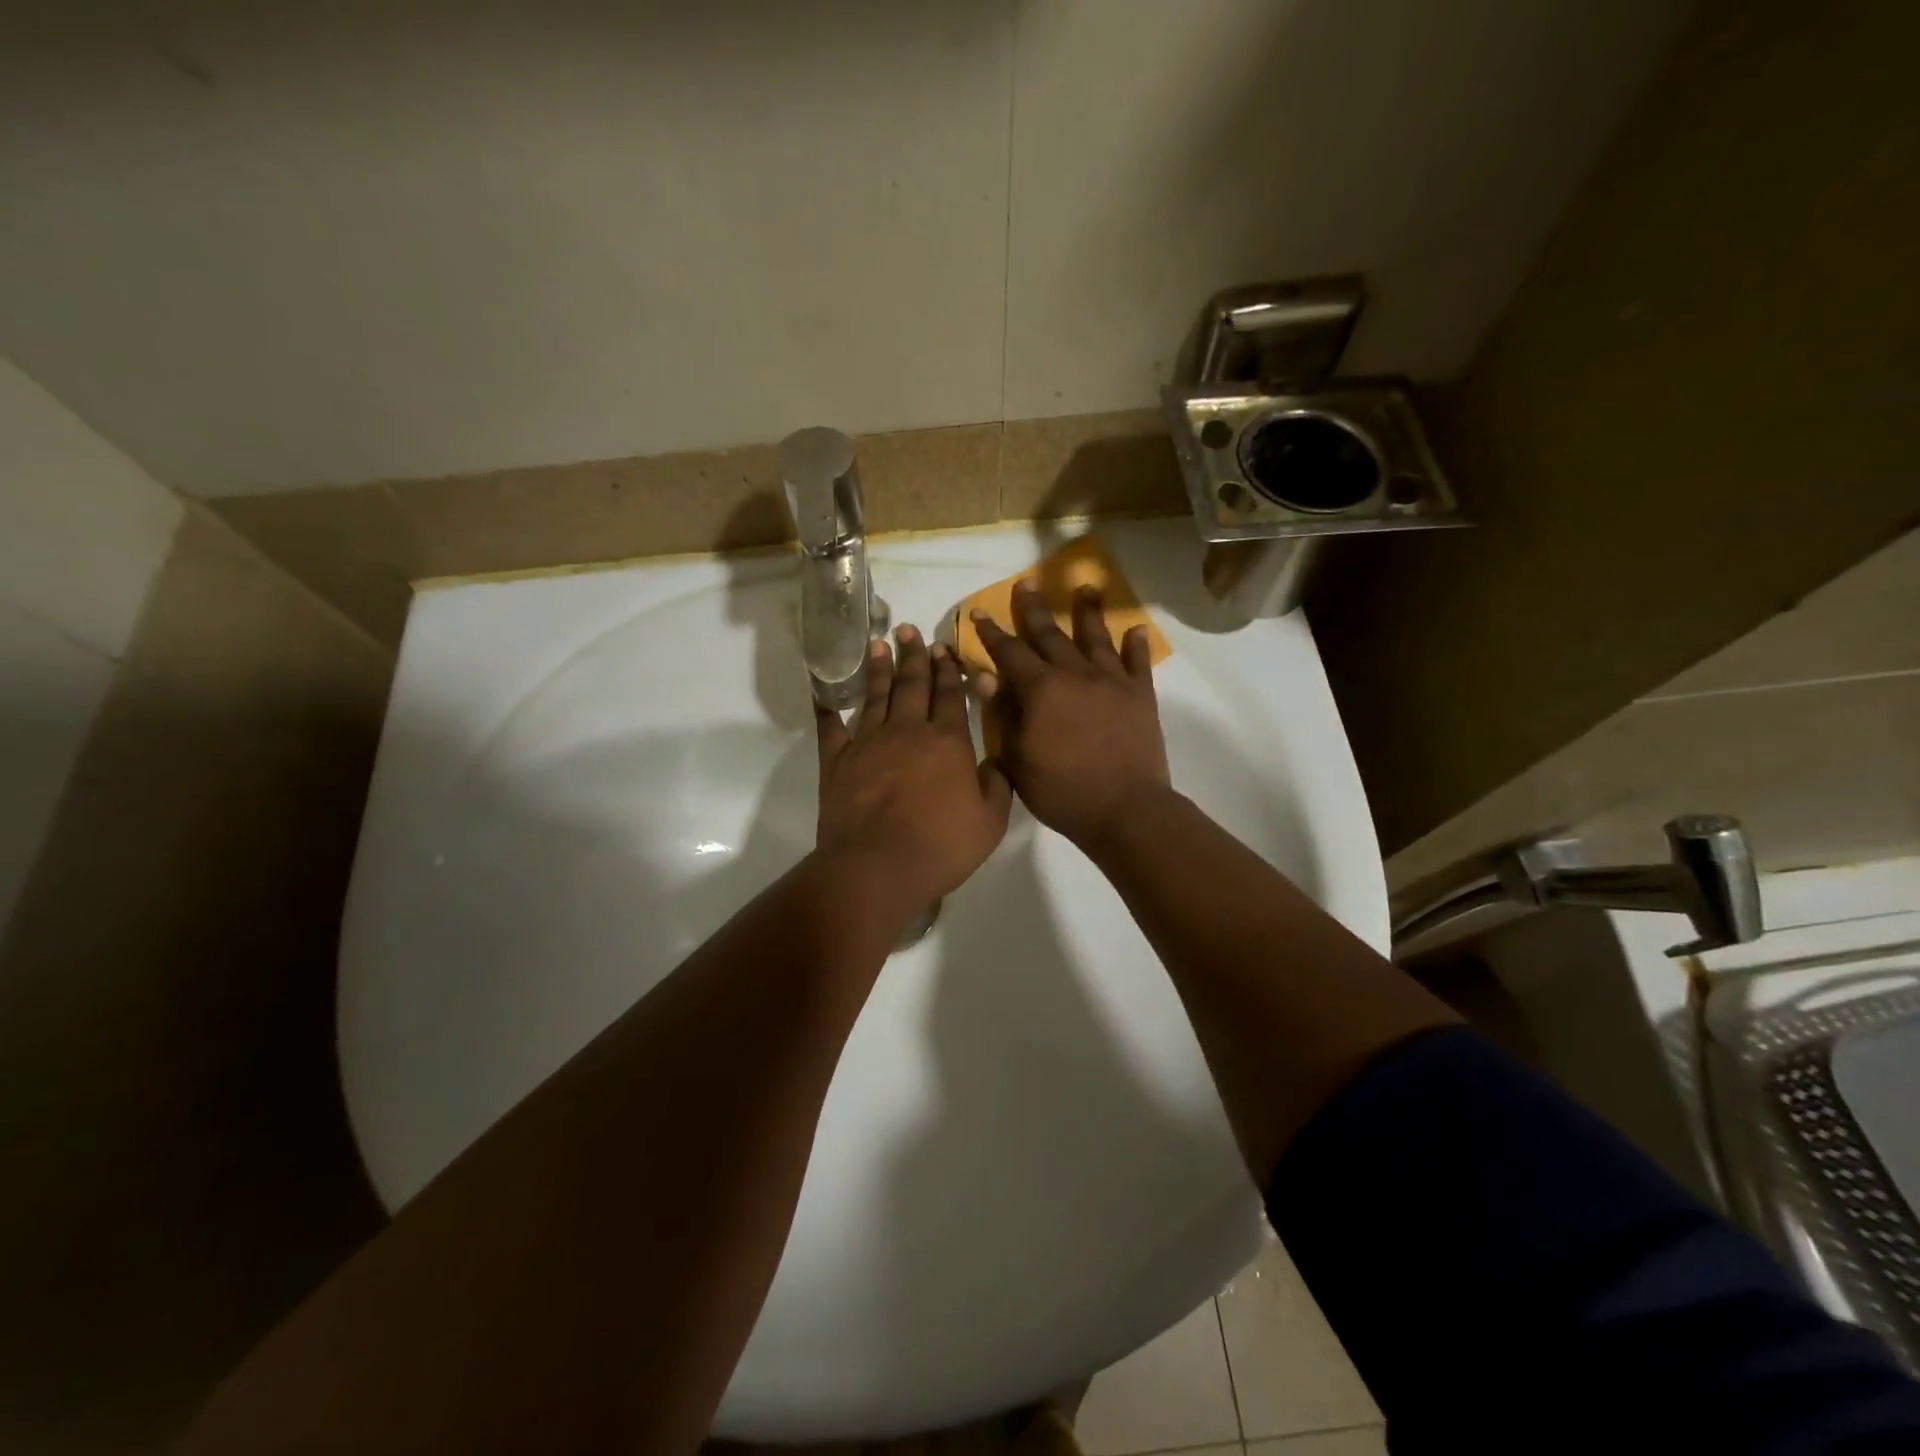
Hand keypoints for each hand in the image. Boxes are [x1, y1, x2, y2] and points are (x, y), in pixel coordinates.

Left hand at [815, 625, 1012, 909]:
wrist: (877, 867)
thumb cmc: (940, 846)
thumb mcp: (990, 822)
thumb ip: (997, 786)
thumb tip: (995, 762)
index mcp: (947, 741)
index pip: (949, 695)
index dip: (947, 670)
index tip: (943, 646)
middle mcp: (907, 731)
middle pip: (912, 685)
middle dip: (913, 655)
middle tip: (909, 629)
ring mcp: (867, 743)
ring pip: (875, 696)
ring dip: (879, 669)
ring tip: (879, 644)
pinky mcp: (836, 761)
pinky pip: (830, 727)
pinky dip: (827, 708)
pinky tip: (824, 692)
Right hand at [970, 581, 1170, 849]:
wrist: (1124, 809)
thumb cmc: (1061, 791)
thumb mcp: (1018, 758)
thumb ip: (1003, 713)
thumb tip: (985, 675)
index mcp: (1040, 689)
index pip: (1010, 653)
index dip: (992, 633)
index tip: (980, 612)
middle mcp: (1075, 674)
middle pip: (1051, 634)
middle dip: (1034, 609)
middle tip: (1027, 583)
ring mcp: (1111, 682)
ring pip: (1096, 638)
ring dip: (1088, 612)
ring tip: (1085, 587)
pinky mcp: (1140, 696)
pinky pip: (1138, 663)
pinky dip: (1136, 645)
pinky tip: (1135, 629)